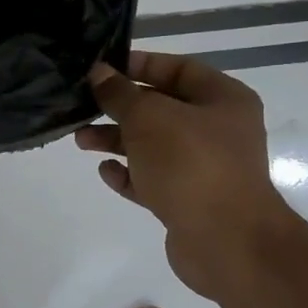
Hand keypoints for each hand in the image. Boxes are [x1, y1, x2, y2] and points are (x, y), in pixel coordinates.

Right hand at [78, 51, 299, 301]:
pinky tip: (105, 171)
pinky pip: (153, 180)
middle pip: (162, 109)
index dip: (140, 65)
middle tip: (83, 106)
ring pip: (153, 146)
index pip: (178, 69)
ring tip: (81, 141)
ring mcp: (205, 169)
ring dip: (117, 141)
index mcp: (223, 100)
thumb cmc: (190, 164)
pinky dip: (129, 174)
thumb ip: (120, 94)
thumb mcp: (149, 118)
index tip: (102, 68)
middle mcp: (218, 131)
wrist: (225, 242)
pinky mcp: (189, 202)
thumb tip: (99, 72)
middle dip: (120, 108)